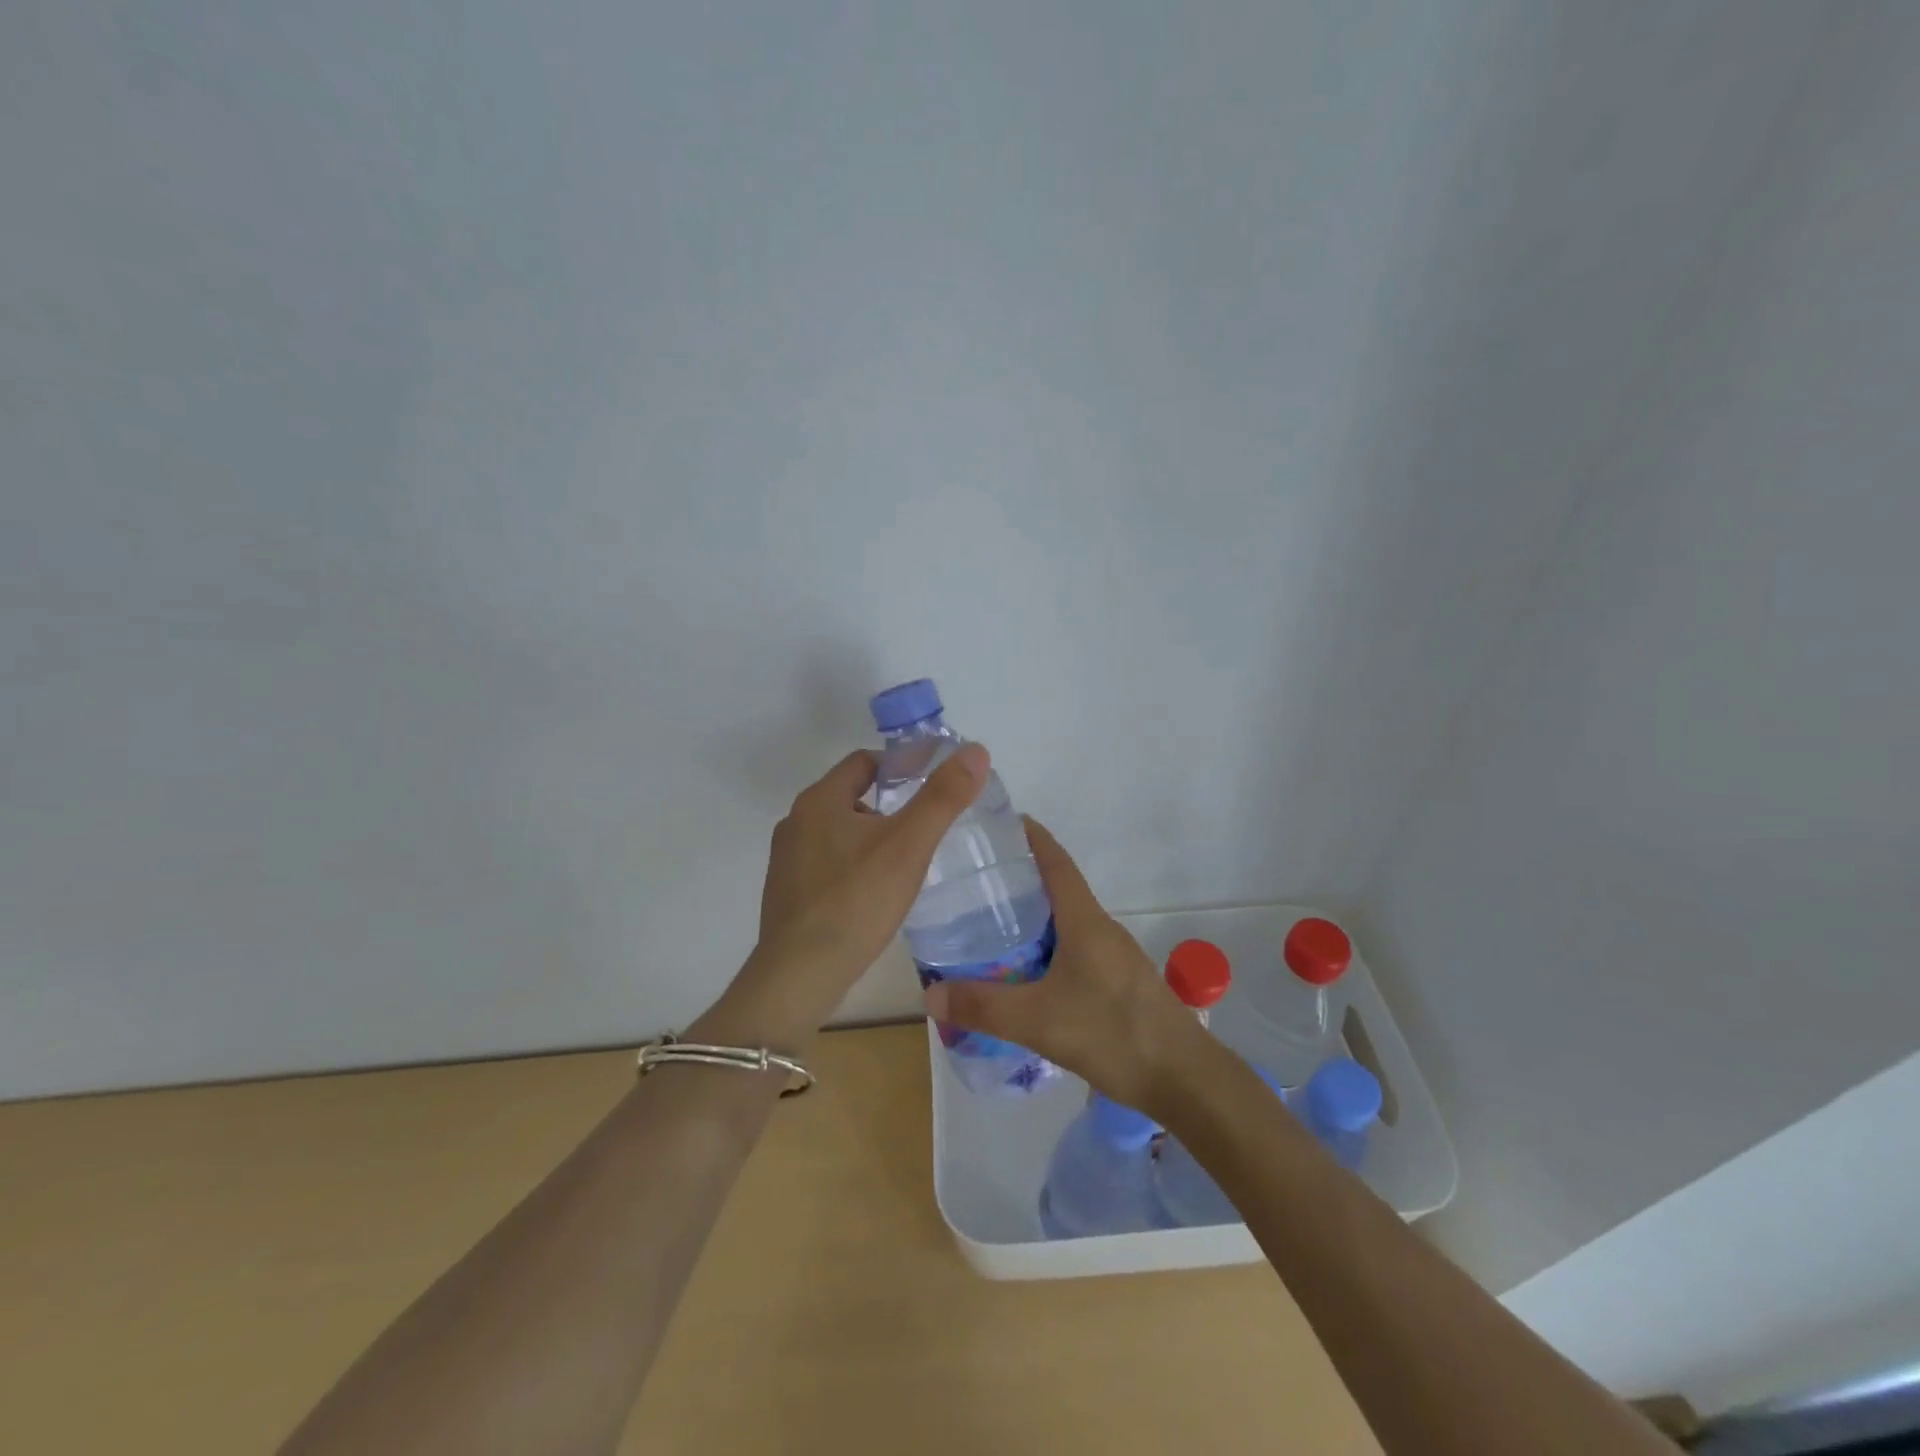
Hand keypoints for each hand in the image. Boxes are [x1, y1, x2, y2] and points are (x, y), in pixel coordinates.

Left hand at [696, 743, 989, 1049]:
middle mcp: (796, 822)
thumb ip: (943, 797)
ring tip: (909, 858)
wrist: (800, 976)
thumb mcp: (908, 845)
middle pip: (851, 795)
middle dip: (890, 803)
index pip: (865, 762)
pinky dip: (856, 864)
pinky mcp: (788, 893)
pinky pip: (829, 863)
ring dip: (873, 836)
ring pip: (840, 832)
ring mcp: (787, 860)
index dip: (902, 765)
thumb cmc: (856, 902)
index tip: (934, 783)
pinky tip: (877, 891)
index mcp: (819, 800)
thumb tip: (976, 750)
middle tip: (929, 822)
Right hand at [922, 819, 1210, 1115]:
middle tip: (973, 882)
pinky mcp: (1118, 983)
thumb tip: (930, 993)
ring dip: (1032, 919)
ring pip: (1065, 923)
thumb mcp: (1039, 1021)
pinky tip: (1023, 975)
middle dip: (1019, 880)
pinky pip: (1074, 950)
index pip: (1056, 861)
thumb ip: (984, 1006)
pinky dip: (1045, 949)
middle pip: (1057, 889)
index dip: (1030, 836)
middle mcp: (1101, 929)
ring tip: (988, 927)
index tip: (999, 822)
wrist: (1184, 1079)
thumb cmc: (1114, 1034)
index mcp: (1085, 921)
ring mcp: (1113, 956)